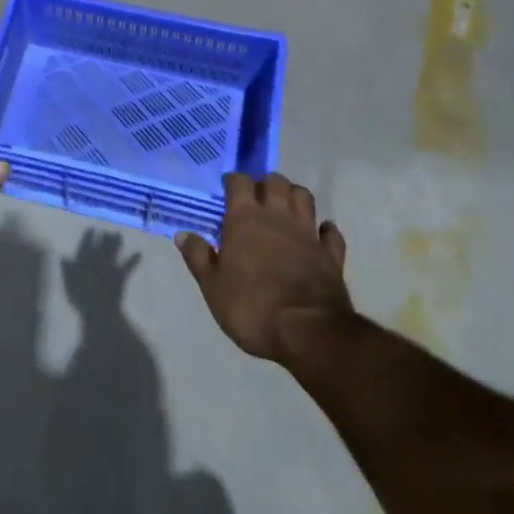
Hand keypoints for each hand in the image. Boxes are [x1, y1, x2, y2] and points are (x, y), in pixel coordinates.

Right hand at [178, 172, 353, 365]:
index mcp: (245, 218)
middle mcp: (277, 216)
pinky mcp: (331, 254)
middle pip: (275, 181)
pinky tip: (319, 234)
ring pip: (304, 197)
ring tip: (285, 209)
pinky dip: (325, 229)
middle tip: (257, 198)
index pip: (240, 182)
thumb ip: (198, 257)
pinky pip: (331, 232)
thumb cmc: (252, 308)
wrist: (307, 332)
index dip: (233, 181)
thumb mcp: (213, 287)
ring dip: (294, 197)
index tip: (227, 189)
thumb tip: (183, 234)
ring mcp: (308, 232)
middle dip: (266, 183)